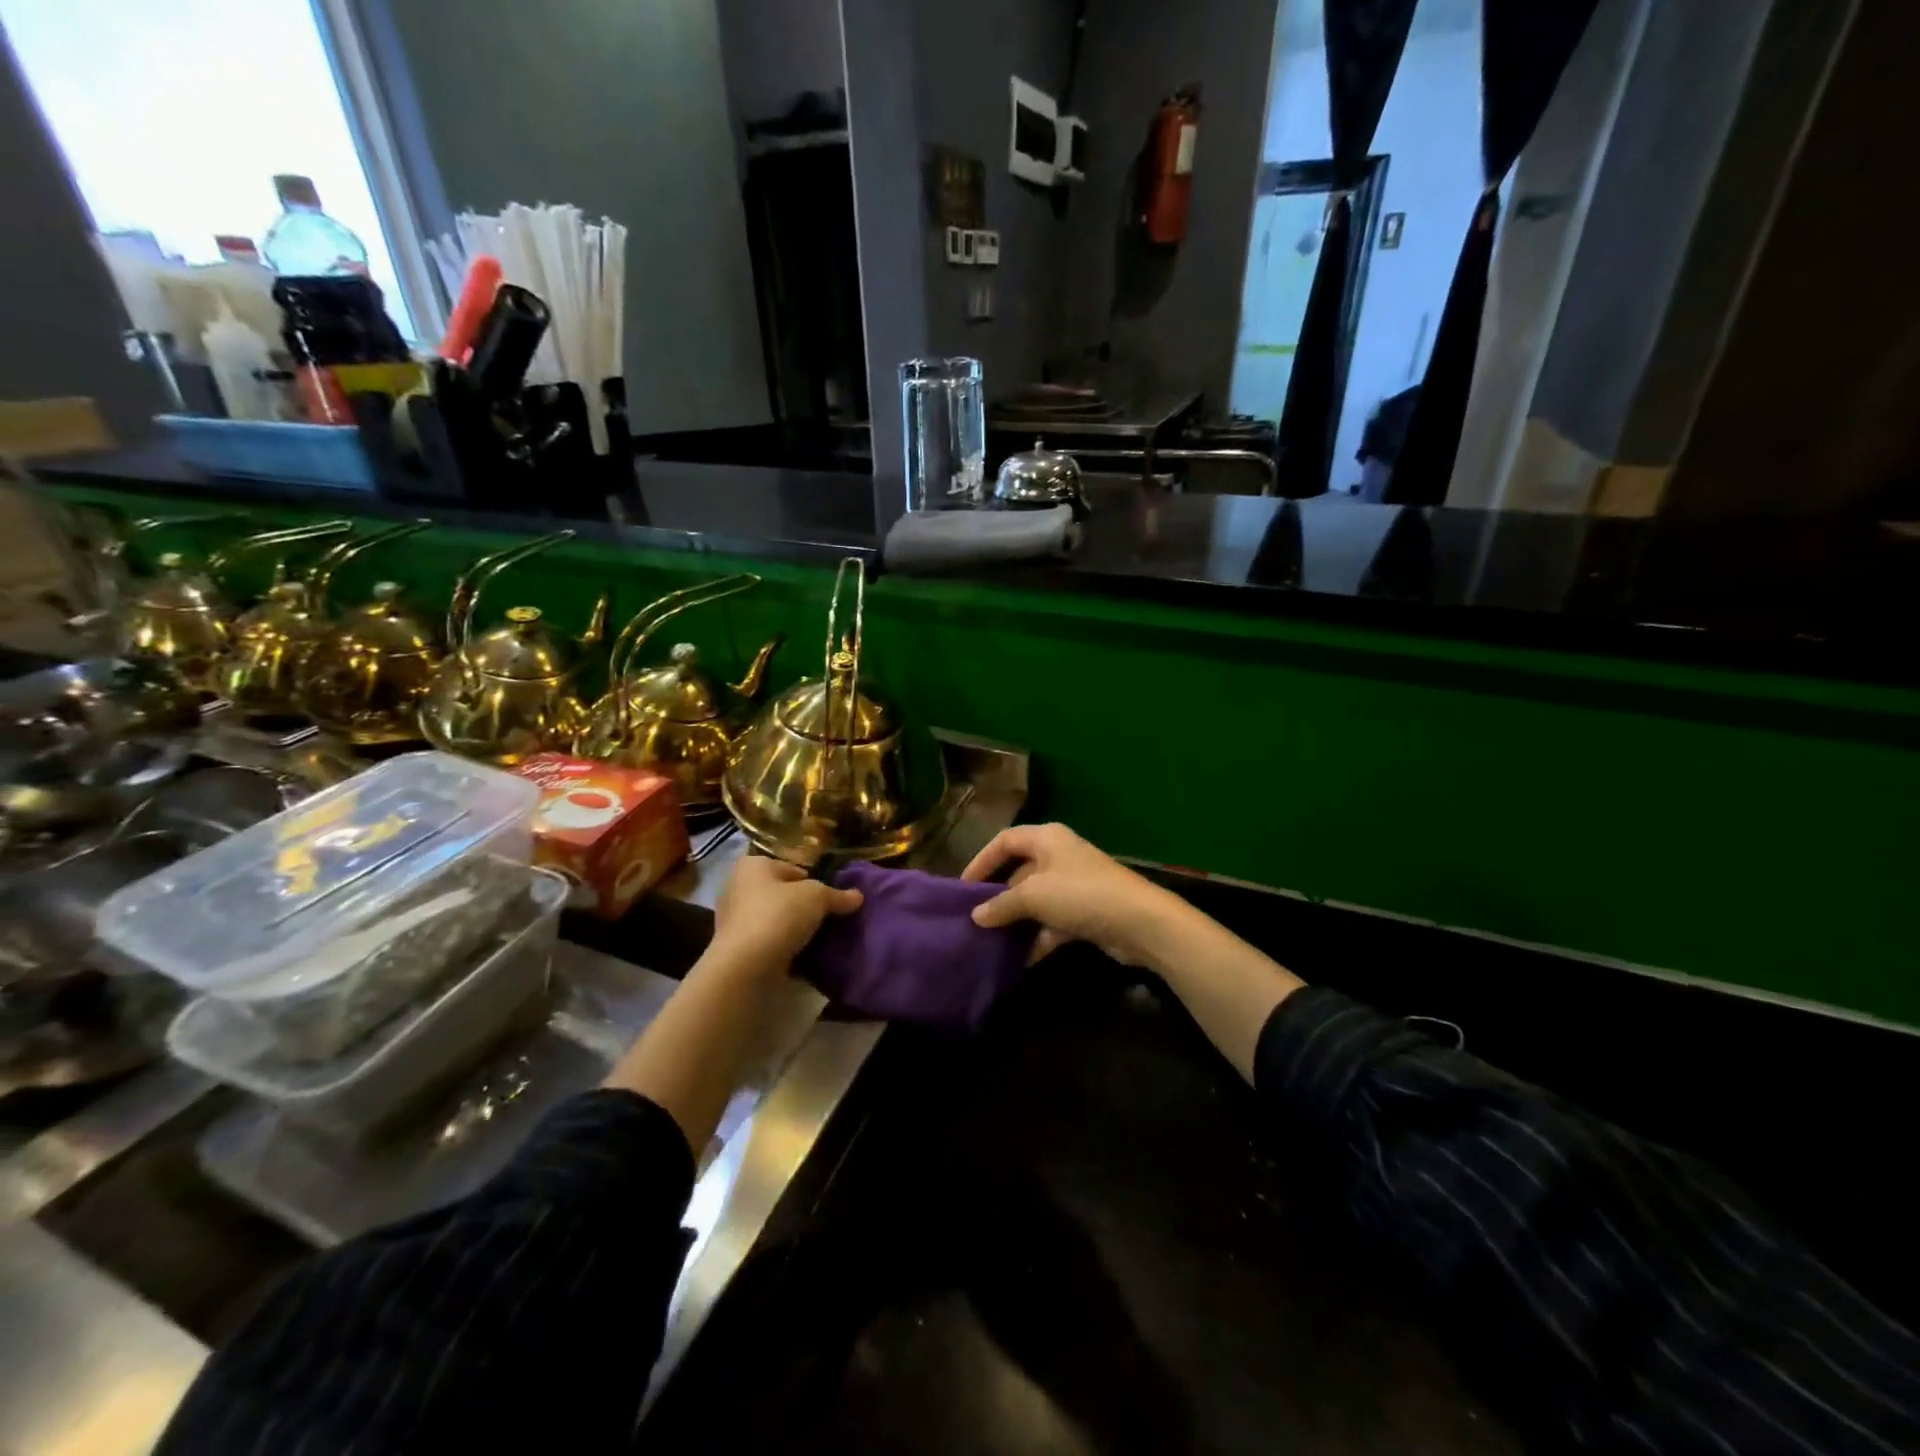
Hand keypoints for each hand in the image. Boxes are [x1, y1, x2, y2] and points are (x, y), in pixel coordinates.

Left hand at [706, 854, 862, 976]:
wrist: (746, 967)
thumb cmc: (778, 915)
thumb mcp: (817, 897)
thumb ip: (838, 895)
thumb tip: (858, 897)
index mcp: (753, 866)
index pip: (792, 868)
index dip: (814, 881)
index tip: (831, 899)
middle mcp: (737, 888)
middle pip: (782, 894)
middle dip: (803, 905)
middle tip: (829, 918)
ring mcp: (734, 921)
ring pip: (775, 919)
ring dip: (794, 928)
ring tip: (820, 938)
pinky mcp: (736, 949)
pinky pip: (768, 942)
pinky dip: (784, 947)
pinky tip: (804, 956)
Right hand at [962, 823, 1193, 966]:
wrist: (1139, 922)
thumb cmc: (1080, 894)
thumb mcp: (1033, 896)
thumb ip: (1001, 905)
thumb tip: (976, 916)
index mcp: (1047, 838)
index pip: (1004, 841)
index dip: (982, 860)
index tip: (962, 886)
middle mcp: (1059, 856)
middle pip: (1019, 871)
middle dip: (998, 895)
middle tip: (973, 917)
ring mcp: (1073, 885)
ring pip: (1035, 900)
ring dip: (1016, 920)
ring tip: (990, 941)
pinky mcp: (1085, 912)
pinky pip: (1052, 922)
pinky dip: (1037, 938)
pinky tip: (1019, 960)